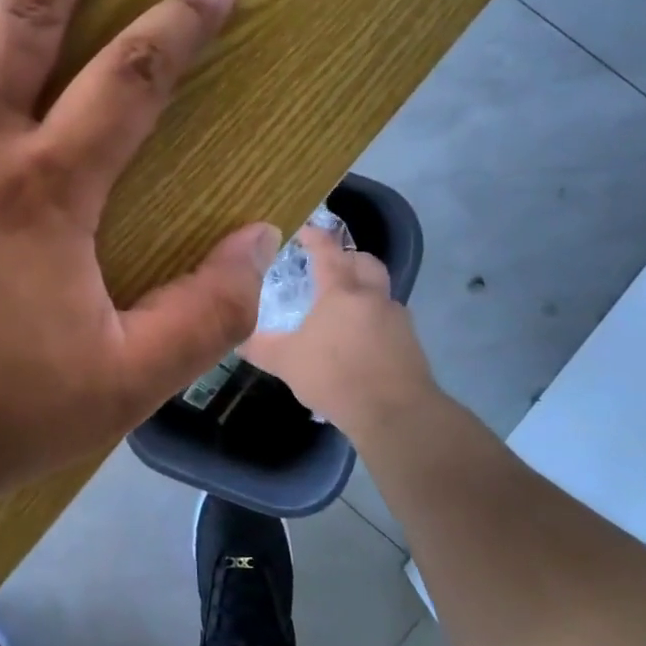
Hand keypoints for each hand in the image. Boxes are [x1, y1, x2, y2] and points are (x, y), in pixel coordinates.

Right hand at [238, 226, 435, 440]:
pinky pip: (389, 320)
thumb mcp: (286, 362)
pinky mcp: (411, 344)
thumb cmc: (335, 377)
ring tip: (340, 310)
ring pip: (380, 291)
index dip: (313, 236)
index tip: (301, 230)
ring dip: (362, 291)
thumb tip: (234, 337)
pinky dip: (373, 321)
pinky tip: (358, 342)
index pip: (326, 250)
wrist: (396, 415)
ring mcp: (397, 319)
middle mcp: (372, 296)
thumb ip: (259, 346)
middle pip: (364, 261)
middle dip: (347, 258)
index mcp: (340, 291)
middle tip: (327, 267)